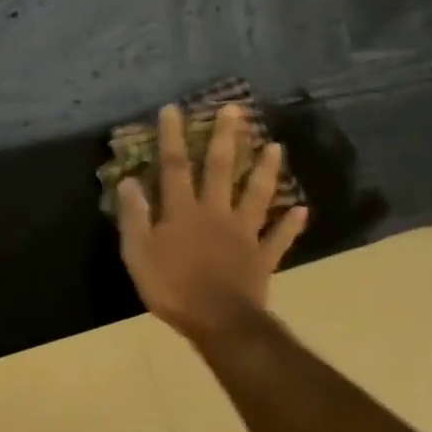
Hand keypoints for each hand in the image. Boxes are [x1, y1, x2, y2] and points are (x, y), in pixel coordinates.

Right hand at [118, 104, 308, 350]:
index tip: (174, 109)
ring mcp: (243, 234)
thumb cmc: (172, 287)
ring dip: (266, 170)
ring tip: (276, 146)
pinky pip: (278, 237)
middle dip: (226, 138)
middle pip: (222, 169)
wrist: (219, 322)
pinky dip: (291, 224)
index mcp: (183, 212)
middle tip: (236, 109)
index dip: (173, 137)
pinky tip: (303, 209)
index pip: (175, 166)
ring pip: (257, 195)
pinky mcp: (262, 257)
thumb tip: (128, 181)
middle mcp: (215, 213)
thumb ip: (134, 216)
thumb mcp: (138, 253)